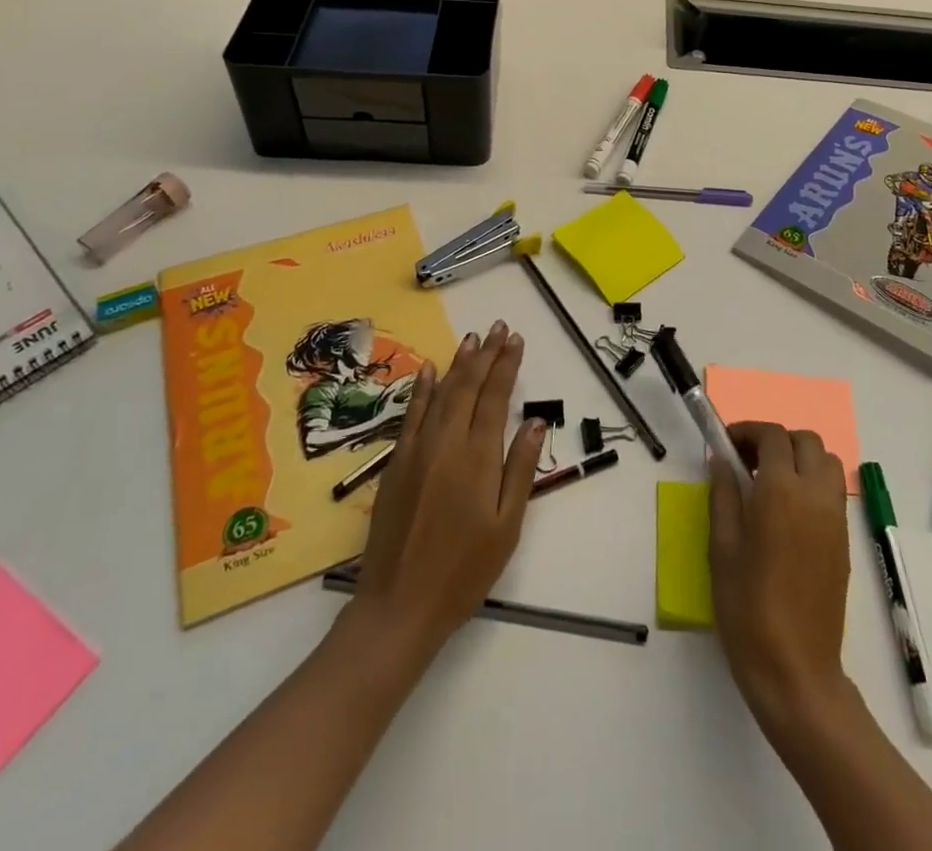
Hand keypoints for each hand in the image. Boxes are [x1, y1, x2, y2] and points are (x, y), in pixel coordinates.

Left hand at [351, 321, 545, 658]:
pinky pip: (411, 415)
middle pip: (468, 387)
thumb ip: (520, 469)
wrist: (399, 605)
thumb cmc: (464, 571)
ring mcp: (417, 451)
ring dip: (458, 364)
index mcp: (477, 458)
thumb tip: (534, 422)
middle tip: (499, 327)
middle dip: (486, 354)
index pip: (495, 397)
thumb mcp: (506, 526)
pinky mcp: (396, 463)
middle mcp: (446, 443)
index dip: (506, 366)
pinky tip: (430, 370)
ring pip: (441, 394)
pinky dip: (423, 389)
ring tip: (473, 338)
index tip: (516, 339)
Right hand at [708, 422, 852, 721]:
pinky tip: (787, 509)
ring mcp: (835, 518)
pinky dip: (813, 481)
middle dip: (775, 440)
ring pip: (826, 462)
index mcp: (781, 492)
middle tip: (746, 461)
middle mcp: (815, 495)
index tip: (725, 443)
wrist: (795, 670)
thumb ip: (723, 495)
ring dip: (799, 457)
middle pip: (805, 441)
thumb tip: (721, 459)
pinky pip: (833, 490)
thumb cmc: (748, 609)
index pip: (772, 437)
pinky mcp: (844, 540)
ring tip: (769, 482)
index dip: (747, 431)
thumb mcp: (721, 548)